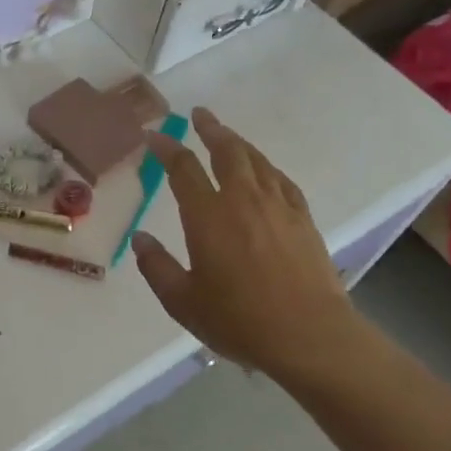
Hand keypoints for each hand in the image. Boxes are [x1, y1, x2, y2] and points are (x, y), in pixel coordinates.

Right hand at [131, 109, 370, 382]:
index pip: (183, 168)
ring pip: (256, 160)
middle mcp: (243, 200)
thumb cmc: (239, 320)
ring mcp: (277, 207)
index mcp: (208, 215)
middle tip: (199, 115)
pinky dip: (267, 168)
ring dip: (238, 142)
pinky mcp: (303, 219)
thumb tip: (140, 239)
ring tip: (226, 134)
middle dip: (210, 129)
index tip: (154, 136)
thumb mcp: (183, 301)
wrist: (310, 336)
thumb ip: (157, 267)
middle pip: (226, 151)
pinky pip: (282, 180)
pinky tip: (264, 170)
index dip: (167, 148)